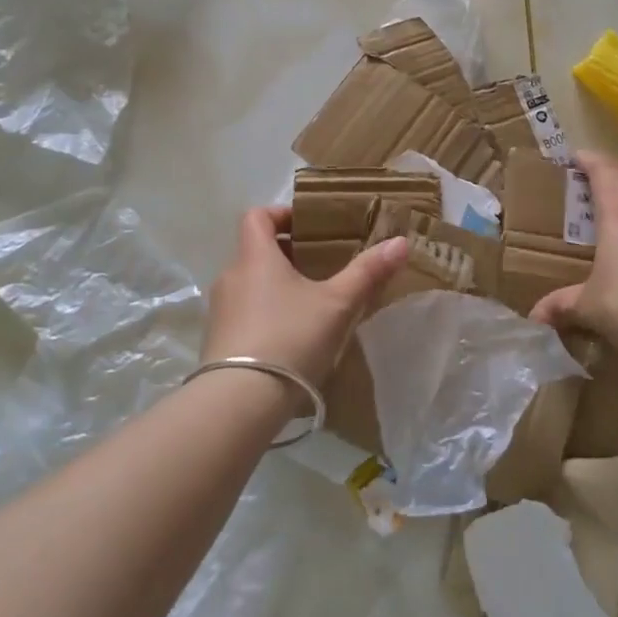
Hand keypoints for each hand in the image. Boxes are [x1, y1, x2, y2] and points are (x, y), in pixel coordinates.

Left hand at [203, 207, 408, 393]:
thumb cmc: (290, 338)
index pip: (257, 216)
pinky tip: (290, 339)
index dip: (281, 214)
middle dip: (287, 254)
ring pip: (250, 284)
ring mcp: (220, 310)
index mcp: (255, 257)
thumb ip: (367, 272)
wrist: (239, 402)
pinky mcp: (217, 341)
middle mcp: (231, 276)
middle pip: (255, 251)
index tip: (309, 226)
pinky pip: (243, 314)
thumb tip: (400, 241)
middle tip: (321, 267)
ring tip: (310, 305)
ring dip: (276, 287)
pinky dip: (264, 314)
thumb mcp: (337, 304)